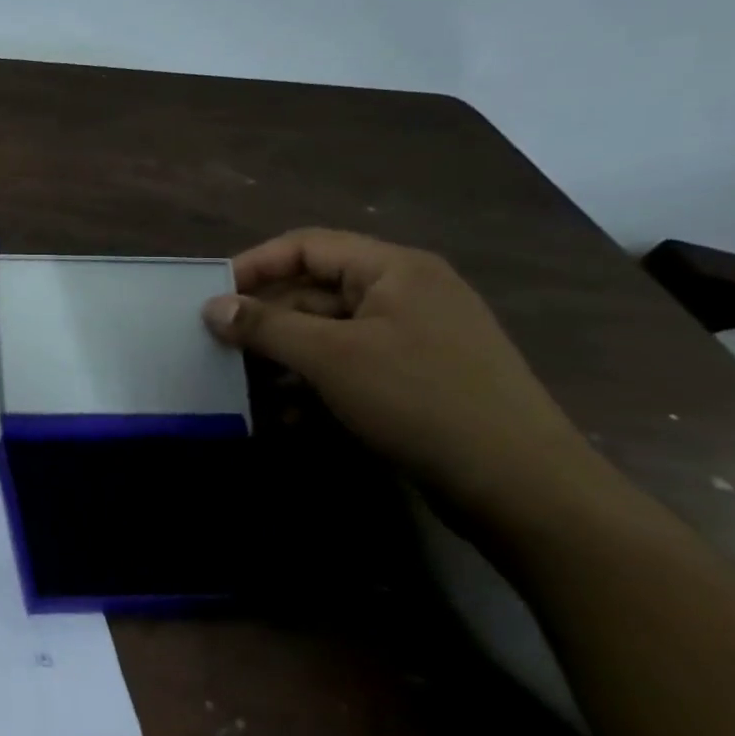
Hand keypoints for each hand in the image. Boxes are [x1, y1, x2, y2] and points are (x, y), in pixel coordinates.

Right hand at [202, 229, 588, 505]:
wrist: (523, 489)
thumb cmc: (420, 401)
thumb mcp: (331, 358)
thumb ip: (265, 326)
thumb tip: (211, 307)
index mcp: (394, 270)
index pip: (306, 246)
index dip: (253, 265)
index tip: (211, 297)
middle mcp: (405, 294)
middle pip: (314, 291)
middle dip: (265, 320)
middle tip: (219, 347)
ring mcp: (413, 339)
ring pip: (327, 334)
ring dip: (283, 358)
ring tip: (245, 387)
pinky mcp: (415, 380)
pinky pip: (349, 367)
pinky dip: (314, 384)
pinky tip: (286, 415)